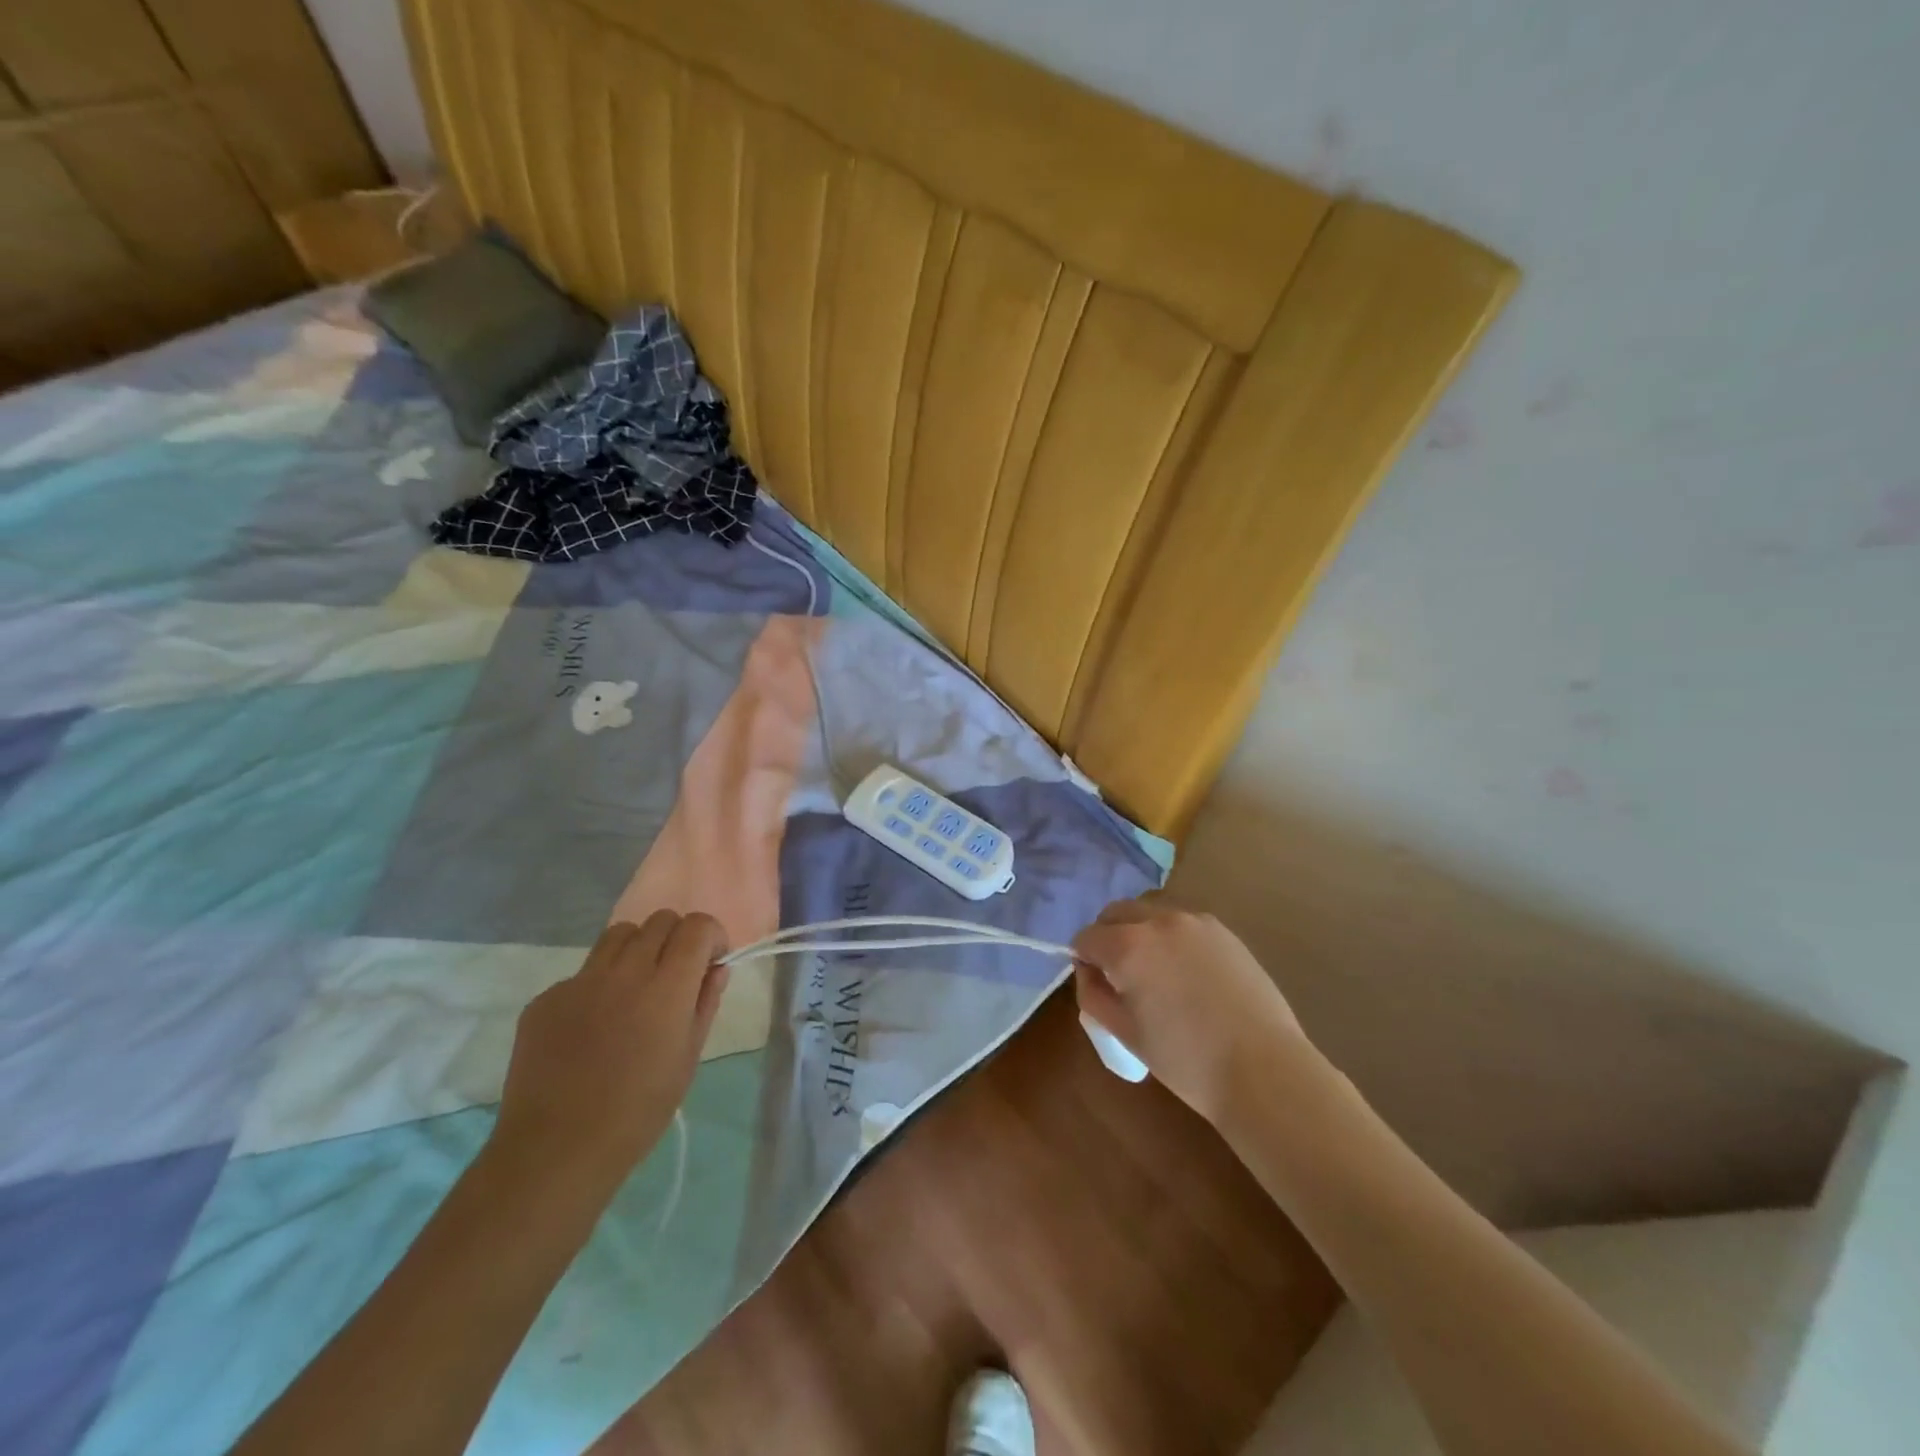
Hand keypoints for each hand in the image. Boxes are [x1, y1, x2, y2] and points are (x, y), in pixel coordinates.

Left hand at [488, 911, 729, 1204]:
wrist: (555, 1151)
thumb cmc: (638, 1112)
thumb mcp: (688, 1059)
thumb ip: (705, 1004)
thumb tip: (716, 969)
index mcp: (666, 987)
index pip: (697, 926)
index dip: (712, 936)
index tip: (711, 963)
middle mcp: (624, 971)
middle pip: (660, 920)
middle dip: (677, 938)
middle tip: (675, 974)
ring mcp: (580, 982)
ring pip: (619, 935)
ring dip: (638, 948)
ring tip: (635, 988)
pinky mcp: (545, 999)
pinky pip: (582, 973)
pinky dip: (599, 984)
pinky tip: (593, 1027)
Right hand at [1072, 899, 1307, 1124]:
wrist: (1263, 1069)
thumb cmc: (1185, 1060)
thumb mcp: (1124, 1033)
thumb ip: (1093, 995)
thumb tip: (1089, 972)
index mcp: (1128, 946)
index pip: (1086, 938)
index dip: (1084, 961)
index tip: (1097, 985)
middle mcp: (1158, 921)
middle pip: (1116, 913)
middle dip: (1108, 937)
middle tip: (1120, 975)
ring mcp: (1195, 921)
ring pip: (1151, 913)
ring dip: (1141, 932)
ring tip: (1157, 973)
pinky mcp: (1224, 931)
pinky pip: (1183, 923)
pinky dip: (1173, 938)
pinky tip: (1189, 974)